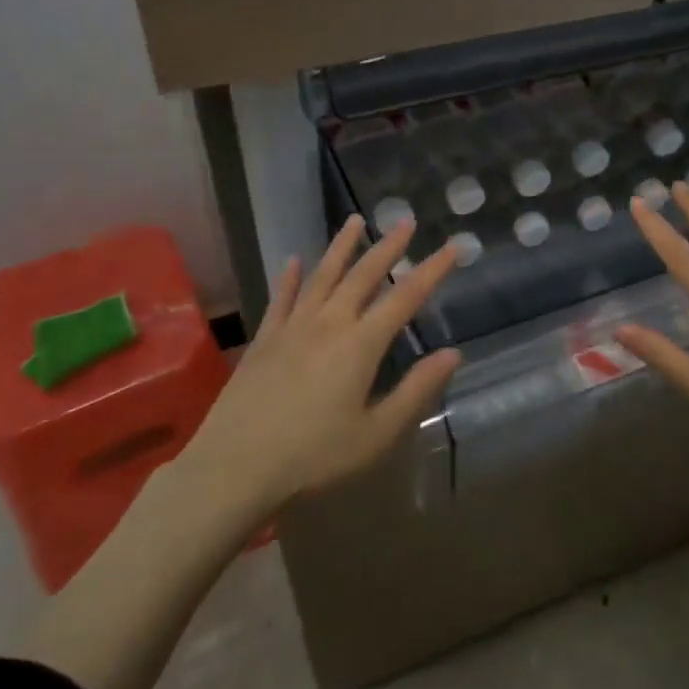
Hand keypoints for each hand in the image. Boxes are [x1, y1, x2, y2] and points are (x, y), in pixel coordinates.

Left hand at [186, 214, 460, 513]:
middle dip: (388, 247)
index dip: (432, 270)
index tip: (452, 247)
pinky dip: (289, 278)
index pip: (405, 297)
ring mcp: (292, 328)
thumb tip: (452, 354)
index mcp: (360, 344)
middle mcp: (328, 324)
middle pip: (363, 275)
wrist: (235, 467)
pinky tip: (292, 261)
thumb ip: (416, 390)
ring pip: (322, 276)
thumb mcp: (376, 433)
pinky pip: (280, 299)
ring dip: (341, 247)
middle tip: (405, 221)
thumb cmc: (314, 457)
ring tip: (354, 221)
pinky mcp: (263, 340)